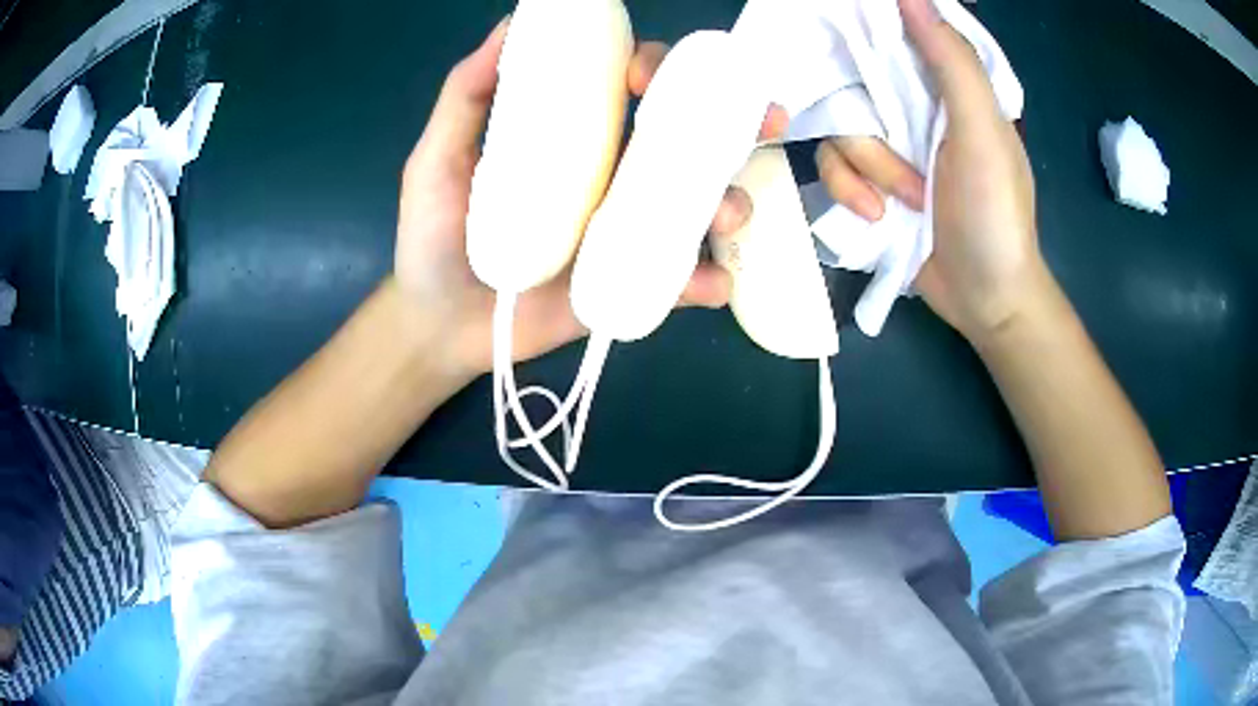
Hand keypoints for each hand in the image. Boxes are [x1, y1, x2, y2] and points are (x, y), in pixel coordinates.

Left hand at [394, 23, 783, 376]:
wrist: (440, 324)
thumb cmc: (434, 236)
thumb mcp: (438, 158)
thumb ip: (466, 95)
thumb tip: (509, 27)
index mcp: (577, 139)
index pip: (634, 91)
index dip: (659, 72)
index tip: (651, 77)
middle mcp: (614, 176)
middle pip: (687, 140)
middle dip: (735, 125)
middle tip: (763, 121)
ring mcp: (627, 232)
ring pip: (698, 204)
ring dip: (729, 200)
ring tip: (726, 212)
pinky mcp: (629, 285)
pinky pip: (681, 279)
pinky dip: (706, 279)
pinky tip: (712, 282)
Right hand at [815, 0, 1040, 343]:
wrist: (984, 299)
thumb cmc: (995, 215)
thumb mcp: (983, 134)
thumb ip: (952, 64)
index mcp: (946, 89)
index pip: (896, 37)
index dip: (866, 35)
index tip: (847, 51)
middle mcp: (914, 109)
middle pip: (854, 86)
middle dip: (871, 134)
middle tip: (902, 164)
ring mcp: (890, 147)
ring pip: (840, 132)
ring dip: (866, 173)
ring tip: (903, 204)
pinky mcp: (871, 183)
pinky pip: (832, 170)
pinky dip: (848, 194)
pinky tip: (876, 218)